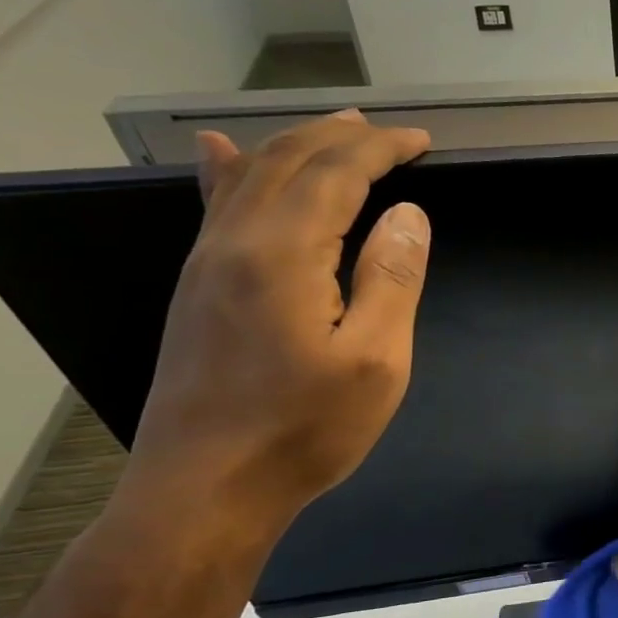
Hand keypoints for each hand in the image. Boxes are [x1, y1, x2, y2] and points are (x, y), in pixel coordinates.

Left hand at [124, 110, 432, 530]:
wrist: (204, 489)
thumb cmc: (305, 429)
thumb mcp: (375, 360)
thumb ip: (392, 279)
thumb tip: (407, 215)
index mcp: (283, 254)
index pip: (335, 174)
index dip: (381, 149)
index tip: (422, 141)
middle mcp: (234, 243)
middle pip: (288, 163)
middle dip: (342, 138)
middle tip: (389, 132)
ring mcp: (206, 264)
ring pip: (249, 177)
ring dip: (296, 145)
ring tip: (335, 128)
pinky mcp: (196, 289)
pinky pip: (215, 207)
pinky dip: (230, 170)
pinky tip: (218, 153)